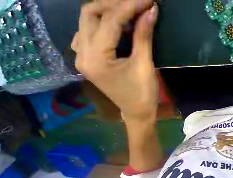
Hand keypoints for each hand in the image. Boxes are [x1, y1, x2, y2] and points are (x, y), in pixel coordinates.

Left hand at [71, 0, 158, 119]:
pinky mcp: (87, 59)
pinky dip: (100, 23)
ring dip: (106, 12)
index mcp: (96, 58)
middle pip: (90, 14)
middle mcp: (82, 54)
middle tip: (135, 4)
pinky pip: (87, 32)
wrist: (136, 111)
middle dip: (114, 4)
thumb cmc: (143, 94)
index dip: (130, 6)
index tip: (147, 1)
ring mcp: (82, 56)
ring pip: (86, 21)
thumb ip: (144, 37)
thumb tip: (150, 12)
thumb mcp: (145, 66)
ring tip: (127, 13)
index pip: (110, 21)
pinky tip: (113, 26)